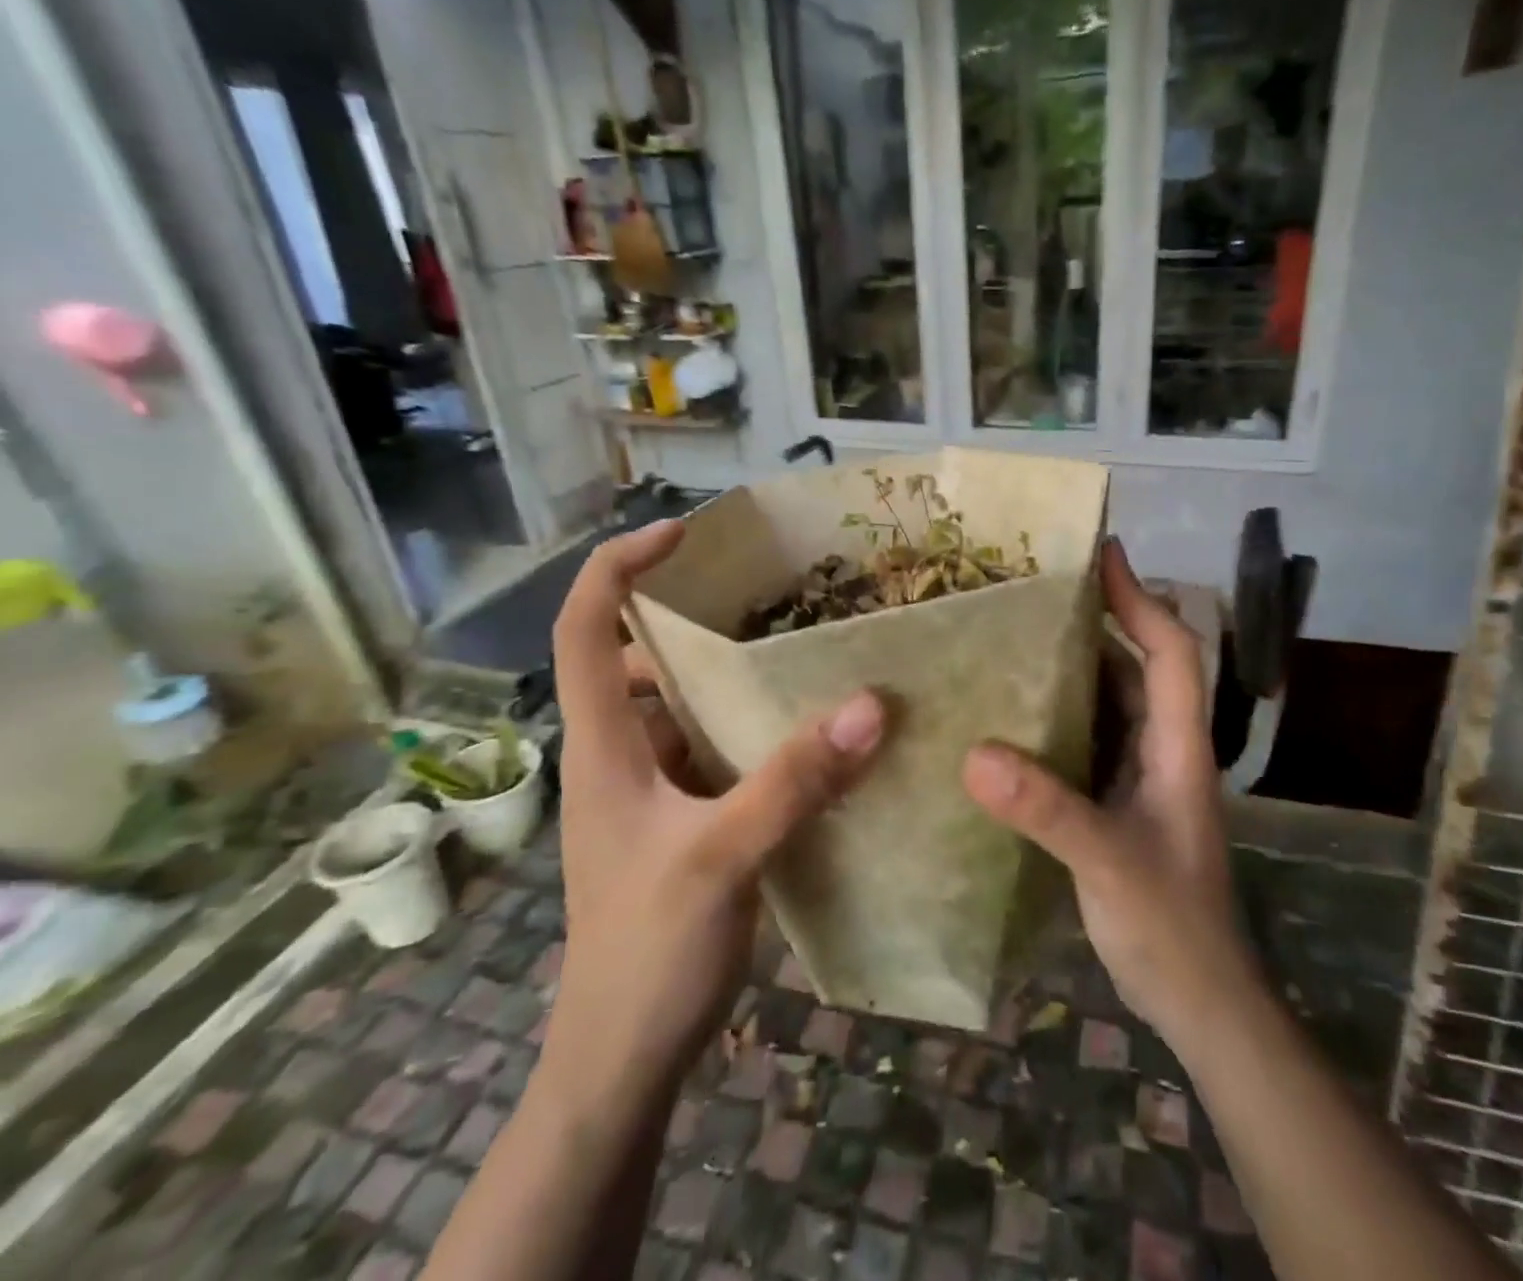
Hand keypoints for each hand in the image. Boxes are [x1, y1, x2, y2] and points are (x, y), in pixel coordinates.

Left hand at [541, 521, 887, 1114]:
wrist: (622, 1059)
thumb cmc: (646, 952)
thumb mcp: (721, 859)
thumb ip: (793, 781)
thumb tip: (870, 705)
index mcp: (602, 746)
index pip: (582, 628)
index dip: (618, 567)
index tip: (681, 534)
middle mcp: (620, 755)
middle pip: (638, 659)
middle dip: (693, 617)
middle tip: (769, 592)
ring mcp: (650, 791)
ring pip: (682, 706)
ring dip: (730, 675)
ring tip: (799, 649)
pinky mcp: (682, 821)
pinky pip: (714, 749)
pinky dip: (752, 727)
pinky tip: (806, 731)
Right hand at [961, 539, 1251, 1044]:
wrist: (1199, 1001)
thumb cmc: (1170, 927)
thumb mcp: (1108, 863)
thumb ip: (1047, 809)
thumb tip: (974, 753)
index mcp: (1177, 746)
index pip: (1170, 651)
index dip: (1140, 598)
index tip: (1102, 554)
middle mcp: (1162, 748)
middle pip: (1138, 664)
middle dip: (1099, 620)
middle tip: (1036, 592)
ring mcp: (1142, 776)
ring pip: (1110, 701)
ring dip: (1073, 667)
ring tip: (1014, 638)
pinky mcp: (1118, 801)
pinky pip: (1088, 739)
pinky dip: (1058, 716)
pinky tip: (1011, 715)